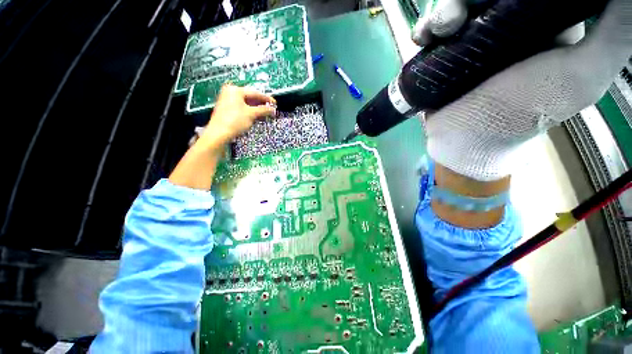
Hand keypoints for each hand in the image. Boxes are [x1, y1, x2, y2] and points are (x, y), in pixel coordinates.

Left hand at [199, 84, 275, 145]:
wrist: (219, 133)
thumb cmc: (234, 121)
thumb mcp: (252, 114)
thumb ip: (263, 110)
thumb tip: (273, 109)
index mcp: (235, 90)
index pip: (255, 93)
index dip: (266, 99)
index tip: (275, 103)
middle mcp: (230, 93)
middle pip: (250, 98)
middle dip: (261, 105)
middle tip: (271, 110)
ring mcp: (227, 101)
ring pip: (246, 104)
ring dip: (257, 110)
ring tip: (265, 115)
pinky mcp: (227, 109)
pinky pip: (242, 108)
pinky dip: (250, 112)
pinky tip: (257, 117)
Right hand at [412, 0, 630, 180]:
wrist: (468, 141)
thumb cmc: (525, 112)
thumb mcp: (583, 76)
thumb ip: (614, 34)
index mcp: (542, 19)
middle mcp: (506, 23)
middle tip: (459, 13)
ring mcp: (471, 39)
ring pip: (456, 6)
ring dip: (443, 11)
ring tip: (439, 28)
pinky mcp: (444, 56)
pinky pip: (433, 32)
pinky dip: (426, 29)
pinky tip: (423, 37)